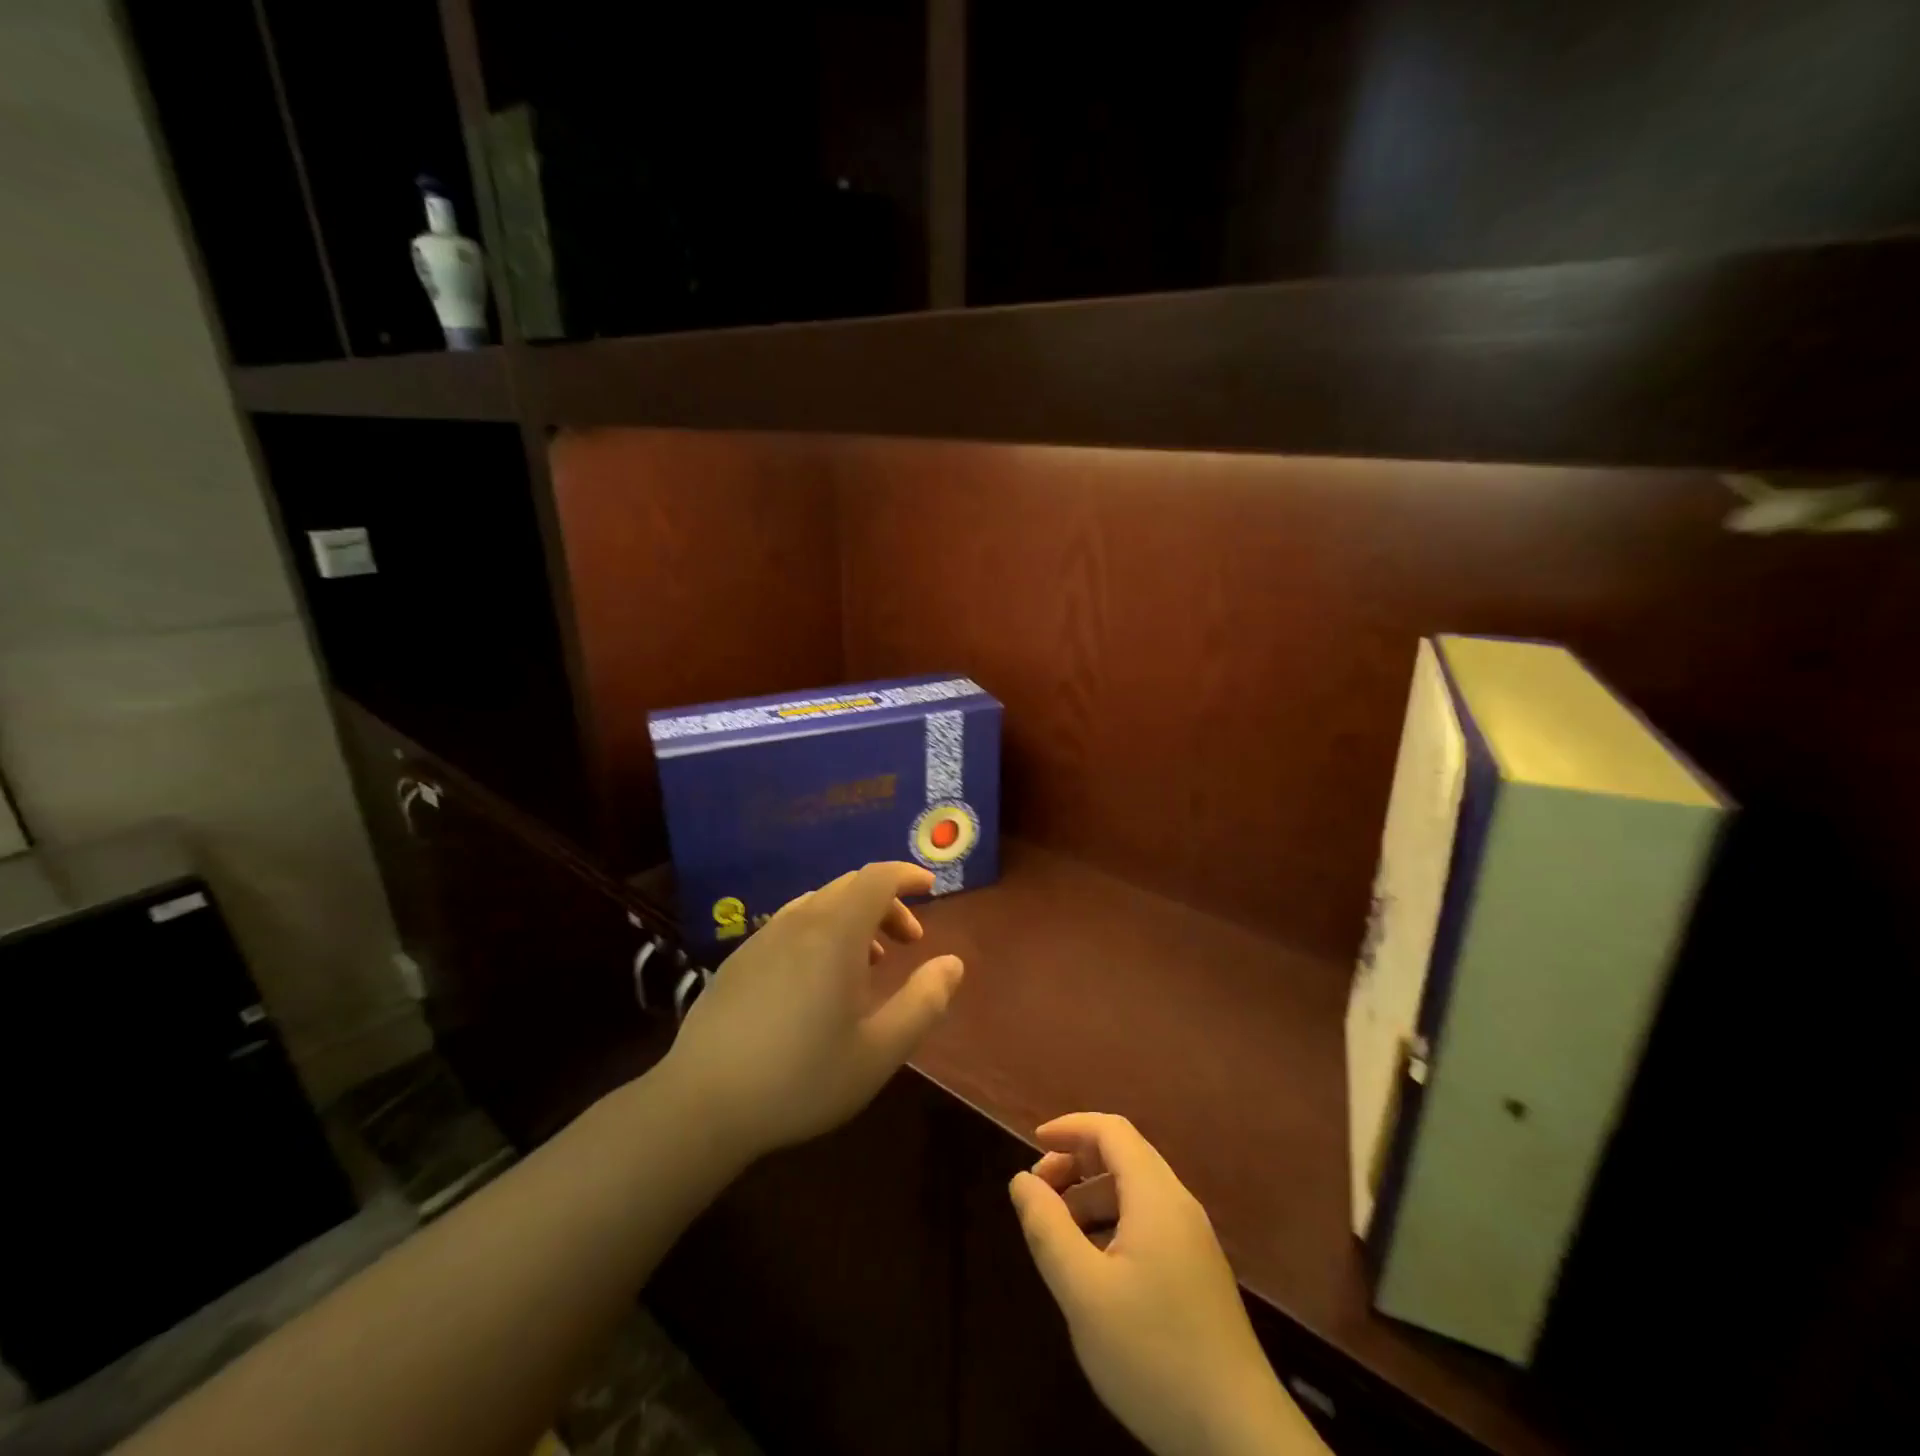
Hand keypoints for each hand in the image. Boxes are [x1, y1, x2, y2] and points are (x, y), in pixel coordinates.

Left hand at [660, 862, 963, 1161]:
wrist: (702, 1104)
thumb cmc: (801, 1078)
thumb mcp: (879, 1051)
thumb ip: (924, 1002)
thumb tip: (953, 963)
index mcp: (835, 933)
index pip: (877, 877)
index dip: (907, 875)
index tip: (930, 889)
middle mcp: (799, 922)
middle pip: (850, 886)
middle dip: (887, 902)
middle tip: (909, 941)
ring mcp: (763, 937)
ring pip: (820, 904)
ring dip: (854, 918)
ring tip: (870, 963)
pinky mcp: (740, 959)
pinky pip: (793, 924)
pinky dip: (823, 931)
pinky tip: (820, 979)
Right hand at [1008, 1114, 1324, 1455]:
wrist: (1239, 1439)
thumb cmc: (1153, 1354)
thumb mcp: (1084, 1292)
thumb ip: (1048, 1228)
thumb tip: (1022, 1180)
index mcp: (1155, 1196)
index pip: (1111, 1130)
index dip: (1070, 1127)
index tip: (1033, 1144)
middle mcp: (1178, 1206)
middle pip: (1123, 1156)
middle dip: (1076, 1162)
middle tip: (1038, 1193)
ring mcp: (1193, 1242)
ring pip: (1135, 1193)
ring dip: (1091, 1195)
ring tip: (1057, 1232)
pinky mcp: (1197, 1275)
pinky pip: (1148, 1224)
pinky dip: (1112, 1223)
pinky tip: (1093, 1267)